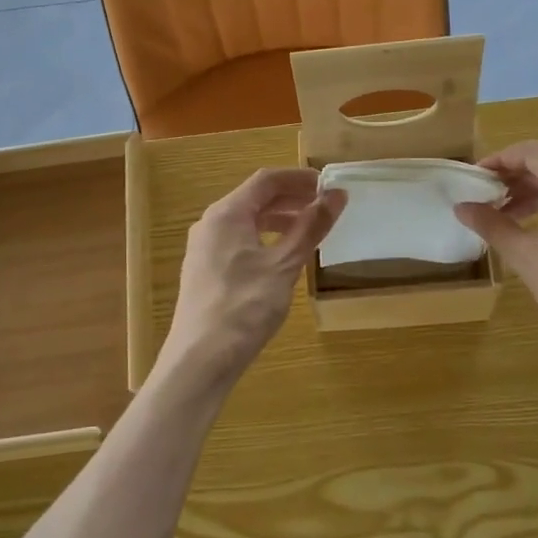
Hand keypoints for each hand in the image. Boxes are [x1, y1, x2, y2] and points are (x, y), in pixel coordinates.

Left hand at [163, 168, 346, 386]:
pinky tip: (283, 258)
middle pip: (255, 199)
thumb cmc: (245, 306)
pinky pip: (239, 242)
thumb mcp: (284, 265)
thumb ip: (311, 227)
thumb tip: (337, 195)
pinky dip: (265, 240)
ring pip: (247, 222)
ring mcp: (205, 249)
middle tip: (326, 208)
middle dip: (292, 199)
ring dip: (279, 220)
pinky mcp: (206, 271)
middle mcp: (211, 224)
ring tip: (310, 231)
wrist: (200, 359)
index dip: (299, 178)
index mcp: (227, 214)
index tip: (329, 185)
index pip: (266, 180)